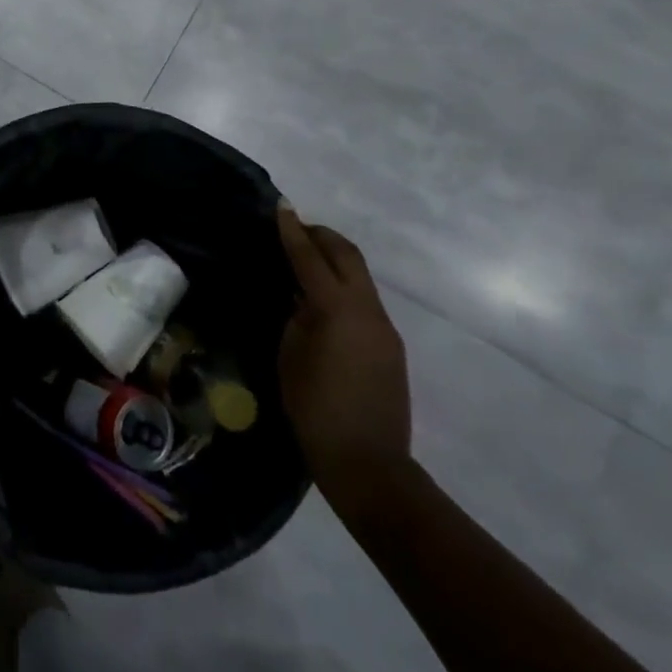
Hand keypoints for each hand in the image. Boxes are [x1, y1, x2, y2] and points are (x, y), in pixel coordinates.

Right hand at [277, 203, 410, 516]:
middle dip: (321, 236)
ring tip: (305, 260)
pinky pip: (365, 300)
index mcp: (337, 309)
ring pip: (360, 276)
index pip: (310, 257)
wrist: (368, 464)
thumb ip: (296, 316)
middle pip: (347, 256)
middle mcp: (368, 310)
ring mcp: (385, 328)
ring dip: (334, 260)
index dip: (292, 231)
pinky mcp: (390, 346)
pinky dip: (343, 285)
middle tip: (295, 228)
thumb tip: (300, 295)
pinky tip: (322, 300)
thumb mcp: (290, 355)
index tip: (280, 207)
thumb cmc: (314, 408)